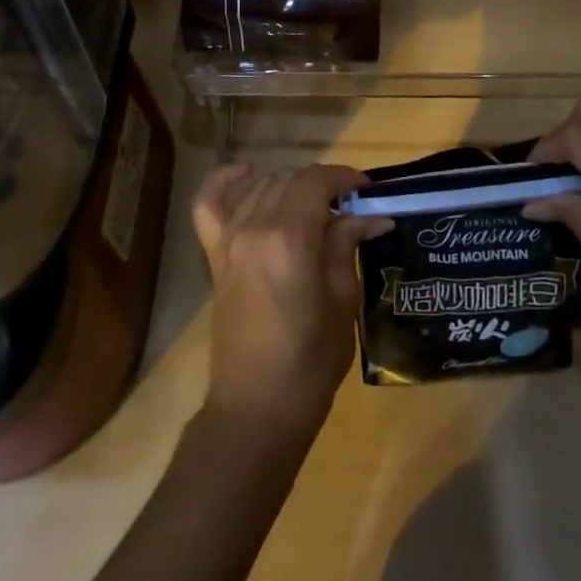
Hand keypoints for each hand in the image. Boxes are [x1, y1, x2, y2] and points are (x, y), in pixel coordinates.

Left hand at [192, 162, 390, 430]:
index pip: (317, 181)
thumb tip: (371, 215)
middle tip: (348, 206)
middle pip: (291, 179)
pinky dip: (224, 182)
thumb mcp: (342, 300)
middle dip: (323, 184)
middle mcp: (256, 226)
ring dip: (290, 185)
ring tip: (314, 205)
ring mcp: (229, 238)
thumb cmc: (310, 360)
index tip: (367, 190)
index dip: (344, 177)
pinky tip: (246, 173)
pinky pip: (209, 204)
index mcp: (291, 237)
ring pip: (261, 185)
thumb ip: (347, 245)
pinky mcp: (215, 255)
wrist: (257, 406)